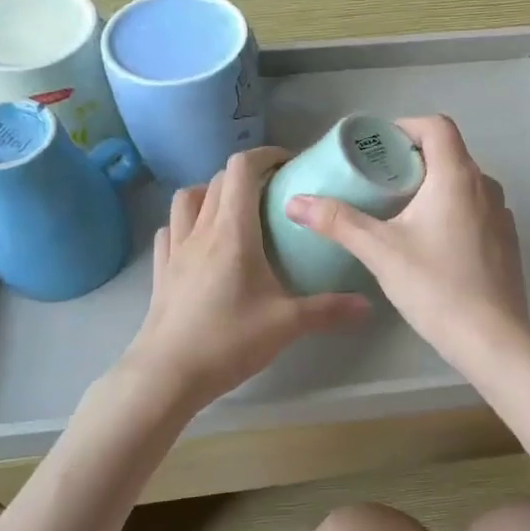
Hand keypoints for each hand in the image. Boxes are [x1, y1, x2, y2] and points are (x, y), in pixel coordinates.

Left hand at [124, 148, 370, 409]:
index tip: (289, 164)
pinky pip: (170, 229)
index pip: (241, 170)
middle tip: (274, 193)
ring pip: (187, 199)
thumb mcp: (286, 325)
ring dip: (211, 193)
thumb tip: (368, 306)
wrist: (167, 374)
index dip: (265, 156)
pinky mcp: (161, 270)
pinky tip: (200, 240)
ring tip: (234, 211)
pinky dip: (186, 222)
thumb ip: (328, 310)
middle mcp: (201, 231)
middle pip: (217, 180)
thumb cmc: (228, 340)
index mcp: (232, 232)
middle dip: (246, 176)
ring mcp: (175, 249)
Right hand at [284, 116, 529, 368]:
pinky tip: (433, 243)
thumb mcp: (380, 251)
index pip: (437, 126)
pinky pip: (477, 210)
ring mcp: (501, 215)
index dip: (406, 127)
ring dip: (435, 187)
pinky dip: (454, 212)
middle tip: (380, 182)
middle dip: (414, 160)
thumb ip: (338, 222)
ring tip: (403, 212)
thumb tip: (294, 202)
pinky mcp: (507, 242)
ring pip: (465, 184)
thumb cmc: (435, 286)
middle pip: (450, 153)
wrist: (491, 337)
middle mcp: (486, 186)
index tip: (379, 147)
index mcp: (457, 176)